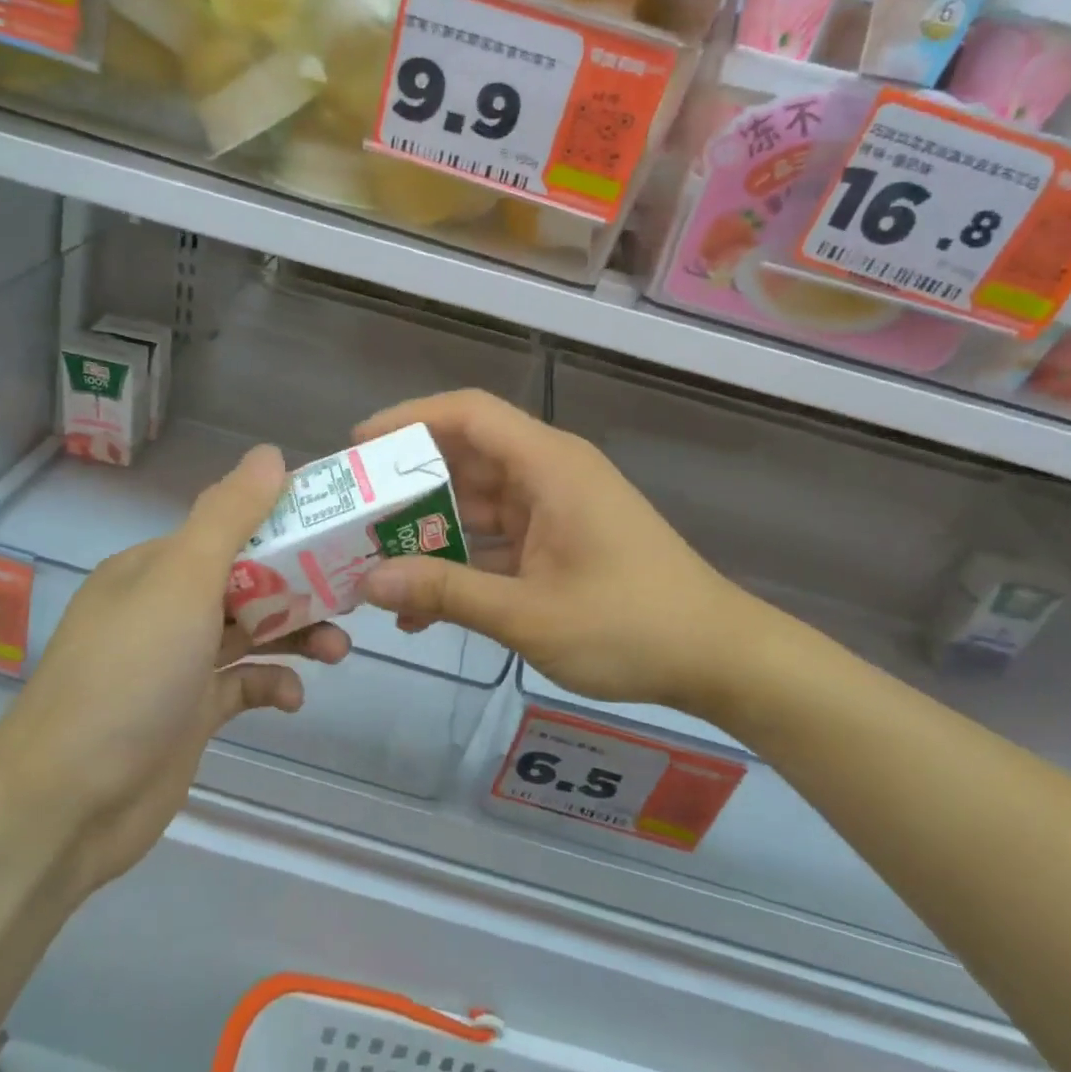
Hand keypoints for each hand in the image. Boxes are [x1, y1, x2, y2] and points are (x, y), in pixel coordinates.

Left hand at [0, 445, 348, 892]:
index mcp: (157, 566)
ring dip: (298, 636)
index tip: (338, 525)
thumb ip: (229, 516)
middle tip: (353, 591)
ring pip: (253, 632)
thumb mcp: (183, 581)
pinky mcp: (192, 713)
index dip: (284, 522)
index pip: (231, 527)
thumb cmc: (130, 675)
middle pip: (249, 580)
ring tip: (338, 650)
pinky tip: (292, 699)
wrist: (67, 805)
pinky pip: (245, 685)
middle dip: (302, 585)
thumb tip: (270, 453)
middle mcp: (167, 607)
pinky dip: (273, 685)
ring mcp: (179, 663)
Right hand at [355, 391, 804, 712]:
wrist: (717, 657)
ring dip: (431, 531)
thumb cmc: (629, 625)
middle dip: (408, 485)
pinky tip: (423, 605)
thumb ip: (446, 593)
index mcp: (548, 465)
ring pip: (478, 503)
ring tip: (373, 562)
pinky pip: (498, 538)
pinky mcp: (560, 541)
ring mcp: (556, 508)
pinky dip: (463, 562)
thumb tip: (369, 582)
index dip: (409, 419)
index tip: (359, 445)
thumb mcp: (528, 614)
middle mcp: (549, 474)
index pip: (469, 414)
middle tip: (353, 514)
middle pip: (466, 458)